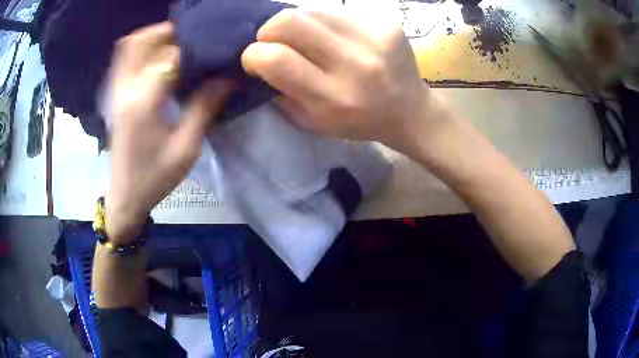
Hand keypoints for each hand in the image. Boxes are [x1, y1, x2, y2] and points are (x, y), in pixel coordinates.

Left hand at [105, 22, 232, 243]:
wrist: (125, 197)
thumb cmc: (155, 178)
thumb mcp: (185, 148)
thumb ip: (204, 108)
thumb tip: (226, 79)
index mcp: (144, 101)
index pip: (171, 57)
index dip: (196, 50)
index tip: (215, 52)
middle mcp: (126, 88)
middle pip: (142, 41)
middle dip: (168, 32)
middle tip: (193, 38)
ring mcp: (116, 91)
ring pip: (128, 47)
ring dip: (152, 38)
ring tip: (176, 43)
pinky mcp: (115, 97)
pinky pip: (124, 61)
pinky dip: (140, 51)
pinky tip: (158, 59)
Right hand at [241, 9, 433, 148]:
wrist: (409, 110)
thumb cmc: (357, 121)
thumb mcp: (313, 121)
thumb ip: (282, 91)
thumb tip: (260, 60)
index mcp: (333, 97)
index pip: (275, 59)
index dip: (253, 55)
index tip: (255, 60)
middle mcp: (355, 64)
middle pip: (289, 21)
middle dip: (268, 30)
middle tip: (274, 42)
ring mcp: (374, 38)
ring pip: (311, 10)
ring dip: (297, 24)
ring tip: (308, 40)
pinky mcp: (386, 22)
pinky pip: (337, 11)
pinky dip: (325, 22)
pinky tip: (336, 37)